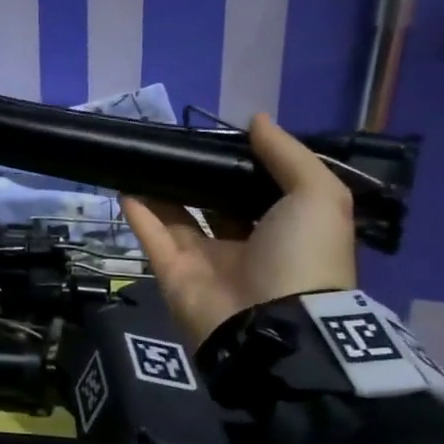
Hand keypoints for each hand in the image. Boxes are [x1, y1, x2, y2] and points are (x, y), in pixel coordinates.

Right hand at [121, 113, 356, 345]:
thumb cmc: (302, 255)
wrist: (272, 323)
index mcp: (284, 231)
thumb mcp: (319, 197)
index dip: (243, 165)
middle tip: (177, 144)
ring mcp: (205, 261)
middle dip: (198, 176)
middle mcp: (245, 245)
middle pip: (215, 204)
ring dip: (162, 190)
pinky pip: (152, 237)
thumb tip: (255, 120)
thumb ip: (289, 156)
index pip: (259, 192)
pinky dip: (138, 213)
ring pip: (178, 218)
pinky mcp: (173, 273)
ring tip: (144, 158)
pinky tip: (124, 185)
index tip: (221, 138)